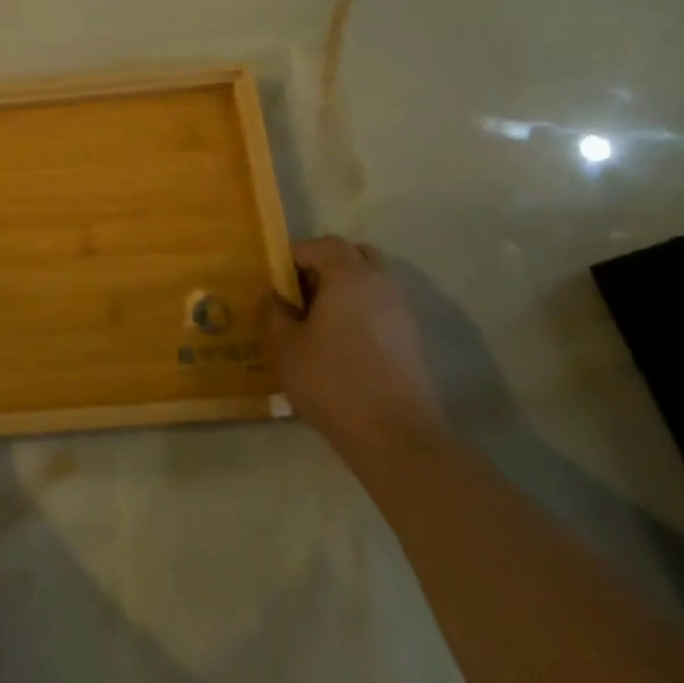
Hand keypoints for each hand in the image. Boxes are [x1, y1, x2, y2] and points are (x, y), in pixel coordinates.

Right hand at [262, 237, 445, 458]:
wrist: (396, 437)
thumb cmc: (333, 382)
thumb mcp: (284, 347)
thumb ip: (272, 313)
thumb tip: (271, 296)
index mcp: (350, 277)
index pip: (323, 245)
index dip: (295, 255)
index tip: (275, 279)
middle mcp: (381, 285)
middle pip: (355, 255)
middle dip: (326, 265)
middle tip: (300, 292)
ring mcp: (402, 312)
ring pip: (372, 281)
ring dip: (345, 288)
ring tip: (318, 319)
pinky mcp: (412, 340)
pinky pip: (382, 307)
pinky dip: (361, 310)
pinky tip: (340, 342)